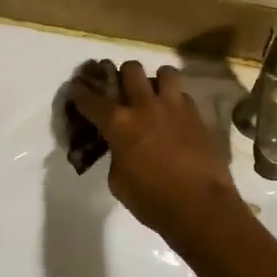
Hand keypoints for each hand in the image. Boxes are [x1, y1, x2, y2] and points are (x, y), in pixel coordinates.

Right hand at [70, 59, 242, 241]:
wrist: (200, 206)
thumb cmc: (152, 200)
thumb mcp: (118, 181)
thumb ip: (116, 155)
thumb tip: (121, 147)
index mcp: (119, 123)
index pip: (91, 99)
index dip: (80, 92)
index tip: (76, 89)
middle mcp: (145, 106)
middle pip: (130, 70)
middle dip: (121, 76)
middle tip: (121, 90)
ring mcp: (174, 107)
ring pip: (164, 72)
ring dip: (155, 81)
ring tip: (153, 96)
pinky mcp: (197, 116)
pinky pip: (183, 95)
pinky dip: (175, 101)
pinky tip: (173, 116)